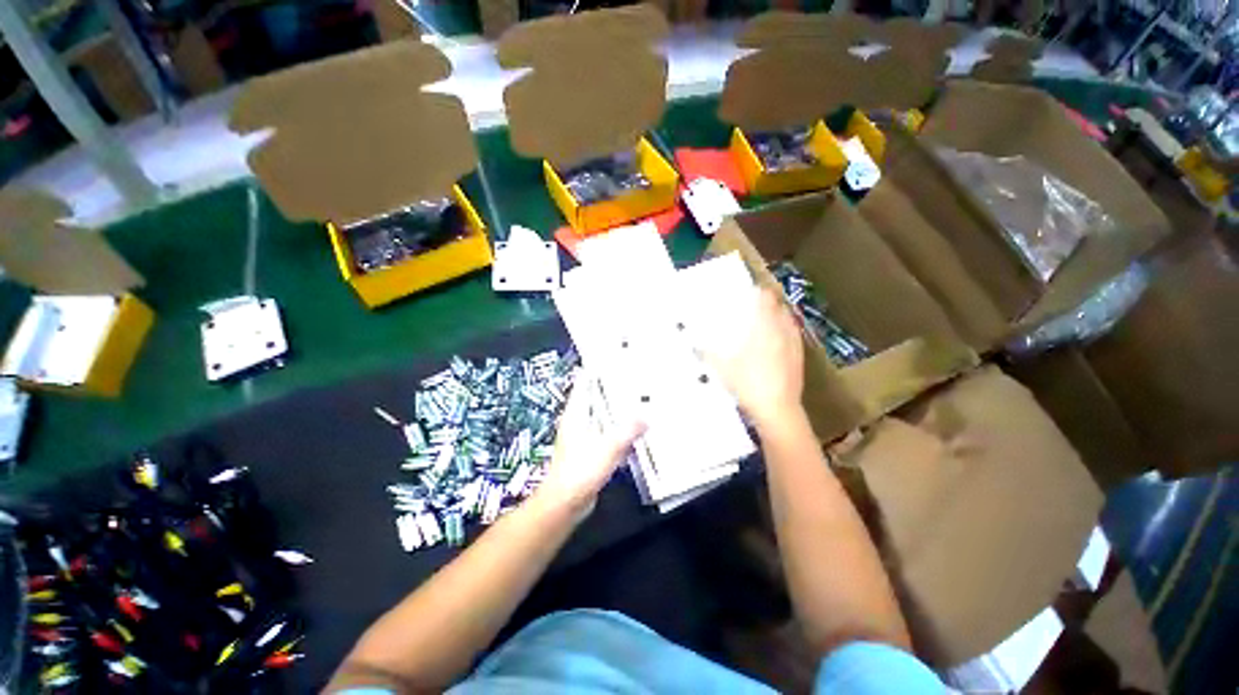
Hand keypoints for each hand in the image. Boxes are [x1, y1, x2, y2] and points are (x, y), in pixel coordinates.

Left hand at [531, 378, 644, 518]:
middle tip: (631, 375)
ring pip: (600, 414)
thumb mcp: (608, 448)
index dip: (594, 369)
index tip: (610, 358)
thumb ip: (627, 431)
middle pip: (593, 396)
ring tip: (635, 397)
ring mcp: (582, 436)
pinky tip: (630, 427)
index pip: (583, 383)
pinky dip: (616, 426)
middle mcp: (577, 421)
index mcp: (577, 413)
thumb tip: (646, 416)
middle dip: (609, 386)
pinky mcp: (588, 450)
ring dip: (614, 407)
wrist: (566, 502)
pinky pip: (604, 431)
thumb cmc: (581, 471)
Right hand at [703, 287, 804, 430]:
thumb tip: (694, 344)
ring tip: (764, 322)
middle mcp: (782, 330)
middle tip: (753, 307)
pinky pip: (793, 335)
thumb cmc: (747, 383)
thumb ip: (707, 352)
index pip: (766, 298)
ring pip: (788, 320)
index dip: (758, 291)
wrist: (776, 409)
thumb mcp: (720, 367)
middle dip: (768, 303)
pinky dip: (784, 332)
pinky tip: (774, 342)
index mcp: (763, 327)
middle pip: (779, 306)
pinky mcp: (800, 357)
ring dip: (777, 316)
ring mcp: (794, 344)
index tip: (749, 292)